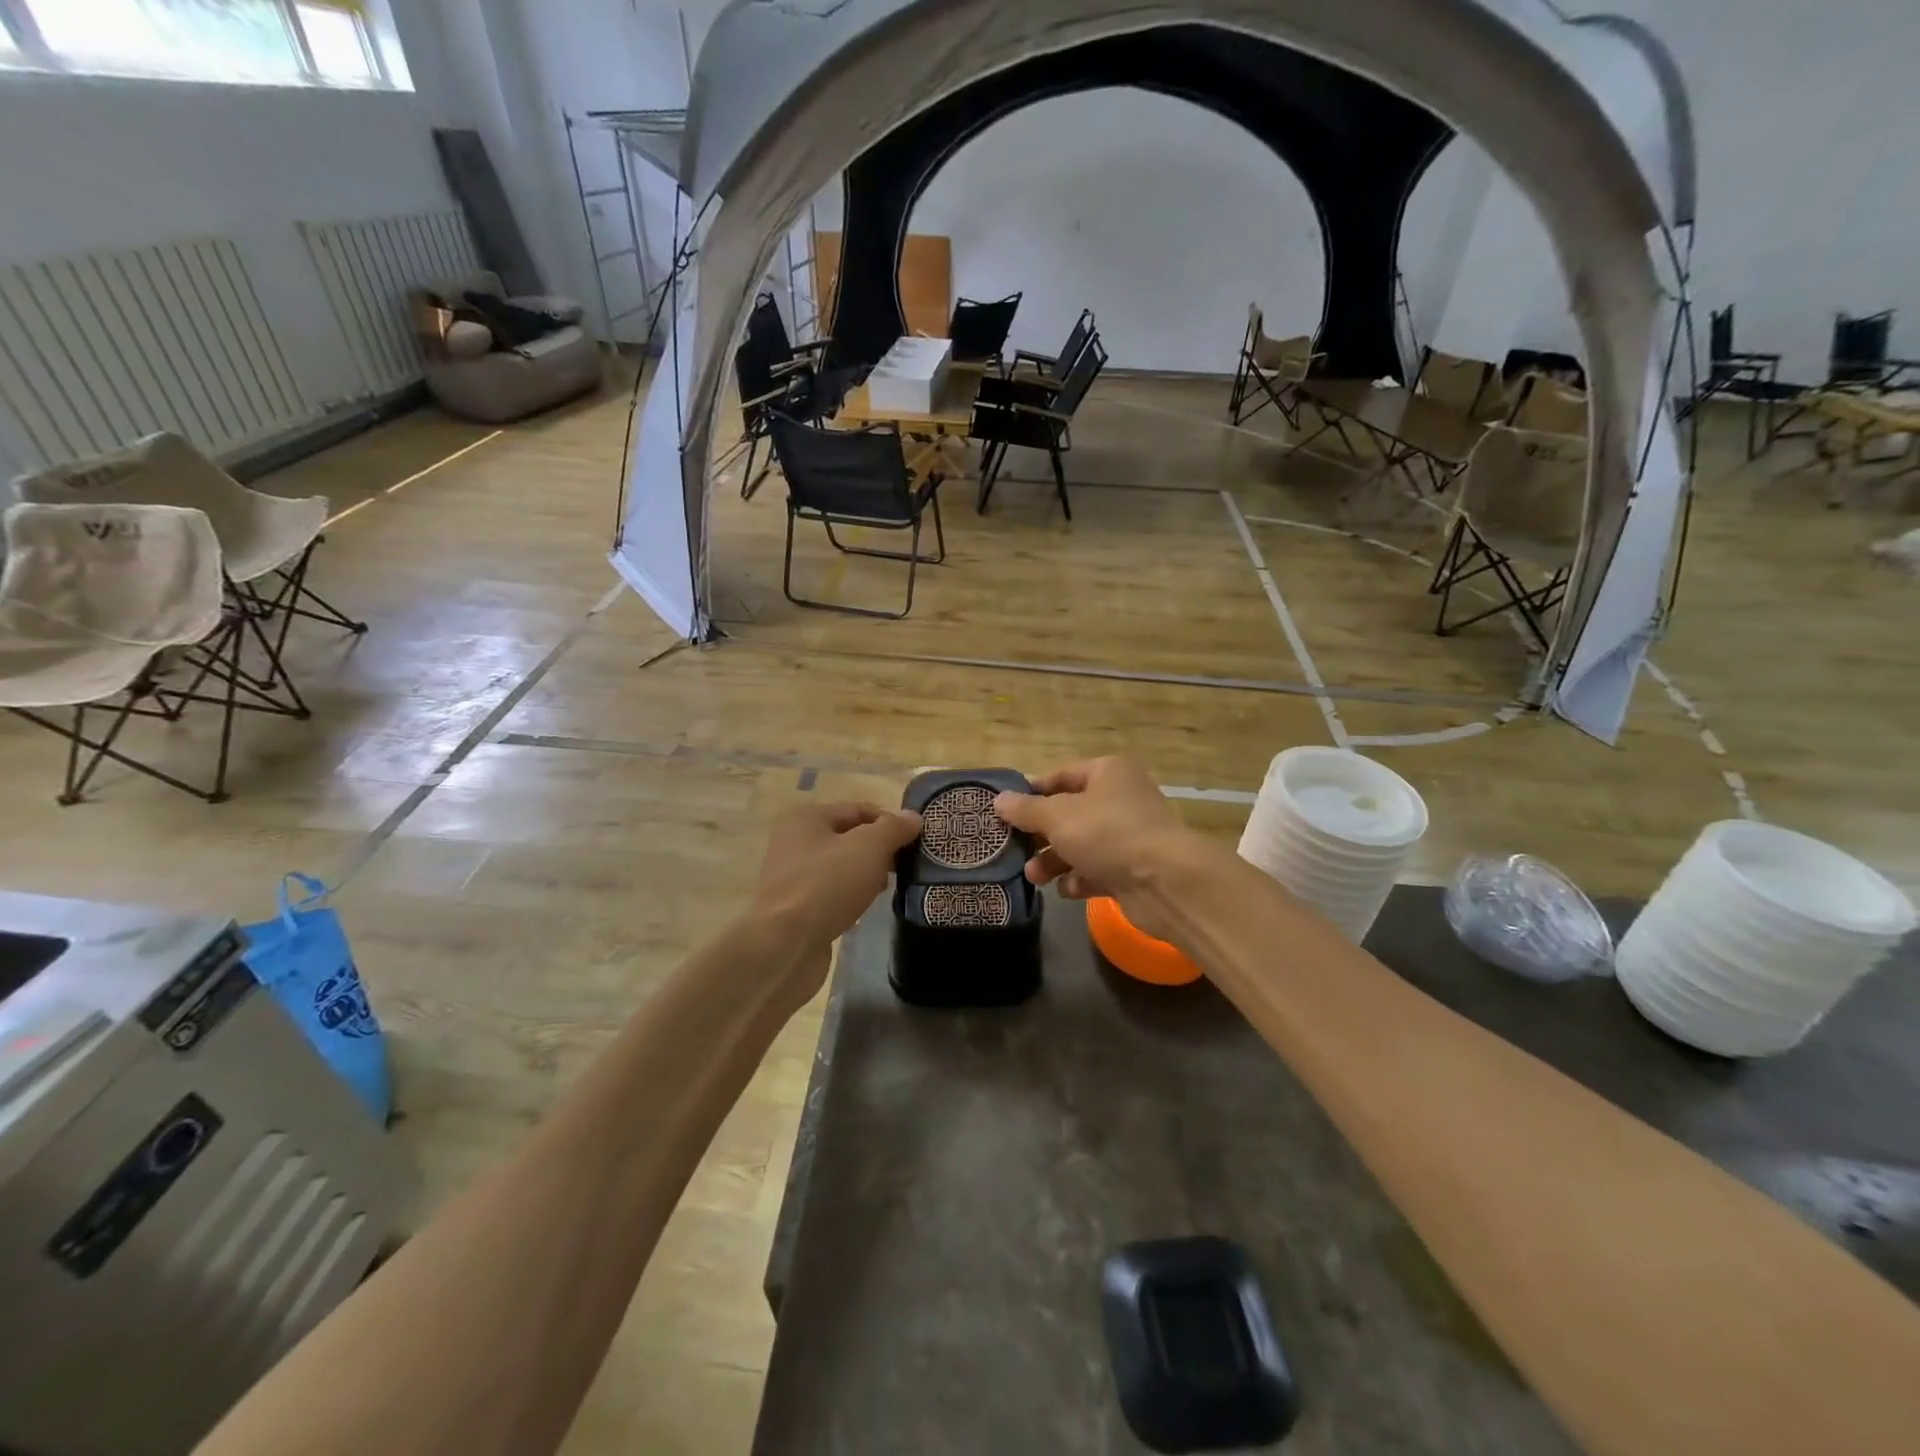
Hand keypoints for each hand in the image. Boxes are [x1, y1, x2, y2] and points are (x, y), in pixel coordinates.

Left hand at [749, 801, 922, 994]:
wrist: (786, 944)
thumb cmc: (827, 884)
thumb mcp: (869, 848)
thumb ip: (893, 829)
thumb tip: (913, 817)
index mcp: (807, 817)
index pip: (858, 809)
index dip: (890, 821)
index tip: (916, 840)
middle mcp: (795, 841)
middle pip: (849, 837)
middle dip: (880, 849)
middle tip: (905, 865)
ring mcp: (793, 876)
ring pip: (842, 866)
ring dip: (866, 874)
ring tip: (888, 887)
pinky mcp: (796, 907)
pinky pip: (832, 892)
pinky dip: (851, 896)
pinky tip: (865, 907)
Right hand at [994, 758, 1198, 940]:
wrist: (1164, 882)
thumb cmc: (1107, 833)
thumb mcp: (1057, 816)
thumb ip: (1026, 809)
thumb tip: (999, 800)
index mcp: (1107, 773)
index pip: (1061, 775)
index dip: (1031, 792)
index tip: (1004, 811)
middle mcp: (1120, 799)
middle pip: (1069, 813)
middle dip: (1040, 834)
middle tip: (1013, 849)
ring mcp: (1128, 836)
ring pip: (1081, 845)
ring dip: (1054, 860)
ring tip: (1034, 877)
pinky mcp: (1133, 869)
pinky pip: (1097, 870)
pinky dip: (1080, 879)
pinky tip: (1066, 890)